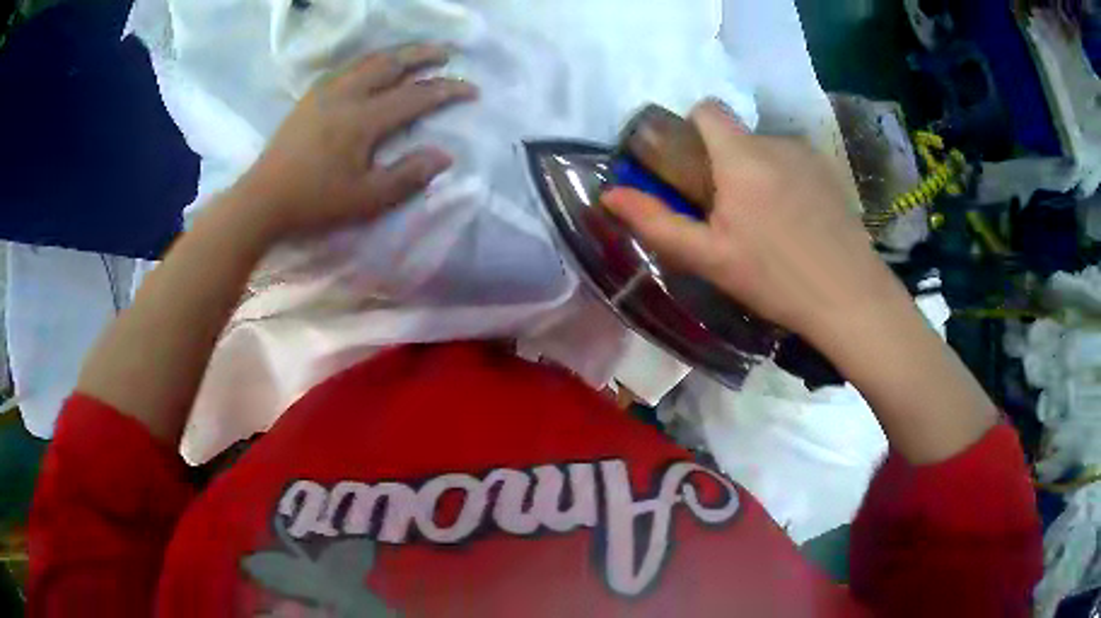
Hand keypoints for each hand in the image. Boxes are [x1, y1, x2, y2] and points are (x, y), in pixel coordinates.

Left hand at [231, 43, 477, 243]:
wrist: (263, 199)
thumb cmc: (315, 202)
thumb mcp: (367, 199)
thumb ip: (408, 175)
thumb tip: (445, 155)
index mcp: (363, 119)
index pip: (416, 95)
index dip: (448, 90)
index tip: (472, 89)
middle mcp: (347, 94)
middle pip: (392, 63)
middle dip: (423, 54)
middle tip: (447, 53)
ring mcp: (325, 91)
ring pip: (368, 60)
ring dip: (397, 53)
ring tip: (415, 53)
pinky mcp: (310, 96)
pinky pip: (347, 67)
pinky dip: (369, 61)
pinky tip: (373, 67)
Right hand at [603, 101, 901, 342]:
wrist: (850, 296)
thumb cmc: (775, 278)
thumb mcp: (708, 258)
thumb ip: (656, 222)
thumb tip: (609, 195)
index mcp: (742, 156)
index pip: (707, 109)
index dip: (692, 130)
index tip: (693, 169)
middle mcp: (776, 141)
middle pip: (737, 136)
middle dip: (725, 163)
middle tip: (730, 215)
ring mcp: (809, 154)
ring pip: (767, 150)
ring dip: (757, 174)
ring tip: (769, 225)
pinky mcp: (831, 172)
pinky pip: (794, 163)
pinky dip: (786, 182)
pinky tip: (798, 224)